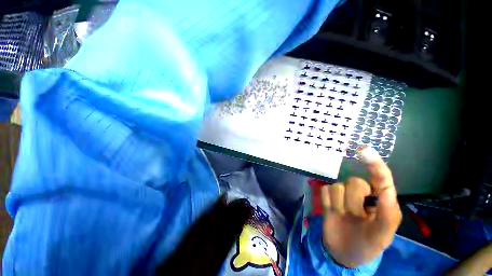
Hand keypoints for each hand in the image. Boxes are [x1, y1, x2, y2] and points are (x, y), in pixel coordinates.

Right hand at [321, 147, 401, 267]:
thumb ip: (386, 213)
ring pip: (337, 186)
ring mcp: (343, 195)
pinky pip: (325, 190)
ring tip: (343, 216)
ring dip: (339, 204)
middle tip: (356, 217)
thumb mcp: (383, 235)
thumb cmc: (368, 245)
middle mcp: (361, 194)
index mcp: (380, 201)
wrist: (343, 253)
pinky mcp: (328, 197)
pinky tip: (332, 212)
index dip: (374, 164)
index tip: (364, 151)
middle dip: (353, 202)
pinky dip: (328, 202)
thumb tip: (384, 188)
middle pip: (353, 182)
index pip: (380, 178)